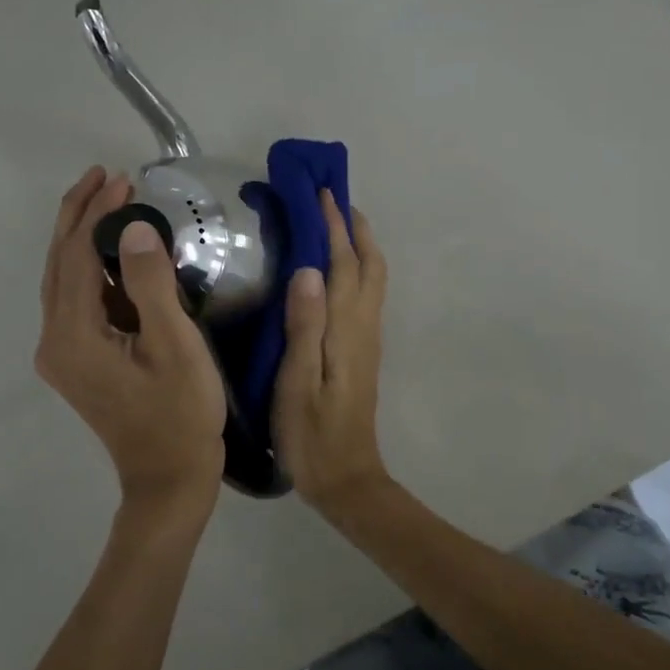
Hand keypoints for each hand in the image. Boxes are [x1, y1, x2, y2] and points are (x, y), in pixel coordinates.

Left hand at [35, 167, 226, 516]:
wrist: (168, 478)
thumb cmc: (180, 414)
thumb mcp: (174, 346)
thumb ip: (151, 284)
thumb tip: (132, 227)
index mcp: (73, 336)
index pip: (76, 256)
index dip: (96, 213)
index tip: (123, 179)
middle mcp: (55, 341)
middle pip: (59, 263)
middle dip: (78, 216)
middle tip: (105, 176)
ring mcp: (62, 354)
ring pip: (64, 281)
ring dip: (83, 239)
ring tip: (108, 202)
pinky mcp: (76, 362)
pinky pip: (77, 302)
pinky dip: (92, 270)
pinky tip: (114, 254)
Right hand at [274, 190, 391, 514]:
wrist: (346, 478)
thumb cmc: (312, 434)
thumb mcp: (298, 383)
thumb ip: (305, 327)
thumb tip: (309, 270)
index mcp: (346, 330)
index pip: (343, 265)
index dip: (334, 227)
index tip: (321, 192)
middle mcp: (363, 327)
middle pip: (368, 265)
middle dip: (354, 227)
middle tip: (332, 196)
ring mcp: (366, 340)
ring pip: (372, 279)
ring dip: (359, 244)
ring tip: (337, 221)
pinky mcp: (362, 352)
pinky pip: (365, 295)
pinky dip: (356, 268)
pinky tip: (338, 270)